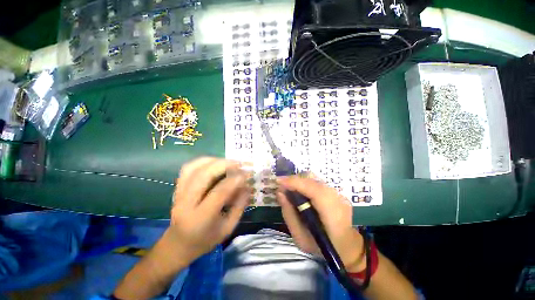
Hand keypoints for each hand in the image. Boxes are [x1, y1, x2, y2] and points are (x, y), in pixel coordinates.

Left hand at [168, 157, 250, 262]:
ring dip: (213, 160)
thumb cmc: (205, 240)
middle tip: (238, 163)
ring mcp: (178, 194)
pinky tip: (214, 162)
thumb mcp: (228, 228)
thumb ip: (239, 206)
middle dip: (223, 165)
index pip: (218, 193)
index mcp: (200, 219)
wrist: (178, 244)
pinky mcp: (177, 188)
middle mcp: (186, 204)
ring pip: (193, 168)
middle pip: (203, 176)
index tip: (246, 174)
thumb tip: (247, 186)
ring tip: (227, 161)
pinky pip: (188, 168)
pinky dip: (202, 161)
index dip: (234, 180)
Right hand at [277, 176, 365, 272]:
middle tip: (281, 186)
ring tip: (288, 188)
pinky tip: (299, 191)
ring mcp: (338, 193)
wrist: (346, 247)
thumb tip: (280, 192)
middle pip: (312, 180)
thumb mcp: (300, 238)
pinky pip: (316, 182)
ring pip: (314, 179)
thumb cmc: (322, 247)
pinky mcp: (335, 191)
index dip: (295, 182)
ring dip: (298, 181)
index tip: (278, 181)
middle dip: (293, 180)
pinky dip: (304, 183)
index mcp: (332, 214)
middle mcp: (337, 199)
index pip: (313, 190)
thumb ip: (289, 214)